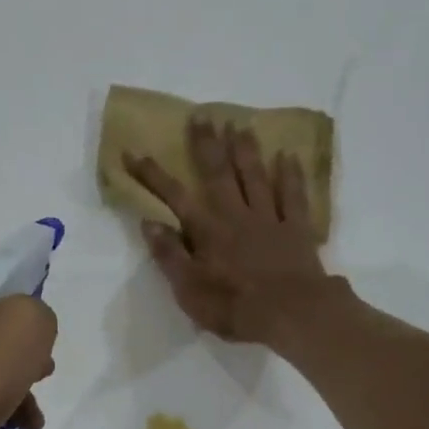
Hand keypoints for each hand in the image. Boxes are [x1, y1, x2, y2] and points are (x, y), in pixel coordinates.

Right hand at [125, 120, 336, 345]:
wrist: (291, 312)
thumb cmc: (234, 307)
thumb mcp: (189, 290)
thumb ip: (170, 255)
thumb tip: (149, 223)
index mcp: (207, 231)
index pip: (174, 197)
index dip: (152, 175)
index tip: (132, 152)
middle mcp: (236, 216)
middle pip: (218, 174)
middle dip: (206, 144)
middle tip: (201, 115)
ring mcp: (269, 219)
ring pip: (255, 177)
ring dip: (246, 150)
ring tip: (239, 124)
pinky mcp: (296, 229)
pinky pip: (293, 195)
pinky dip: (290, 174)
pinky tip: (288, 155)